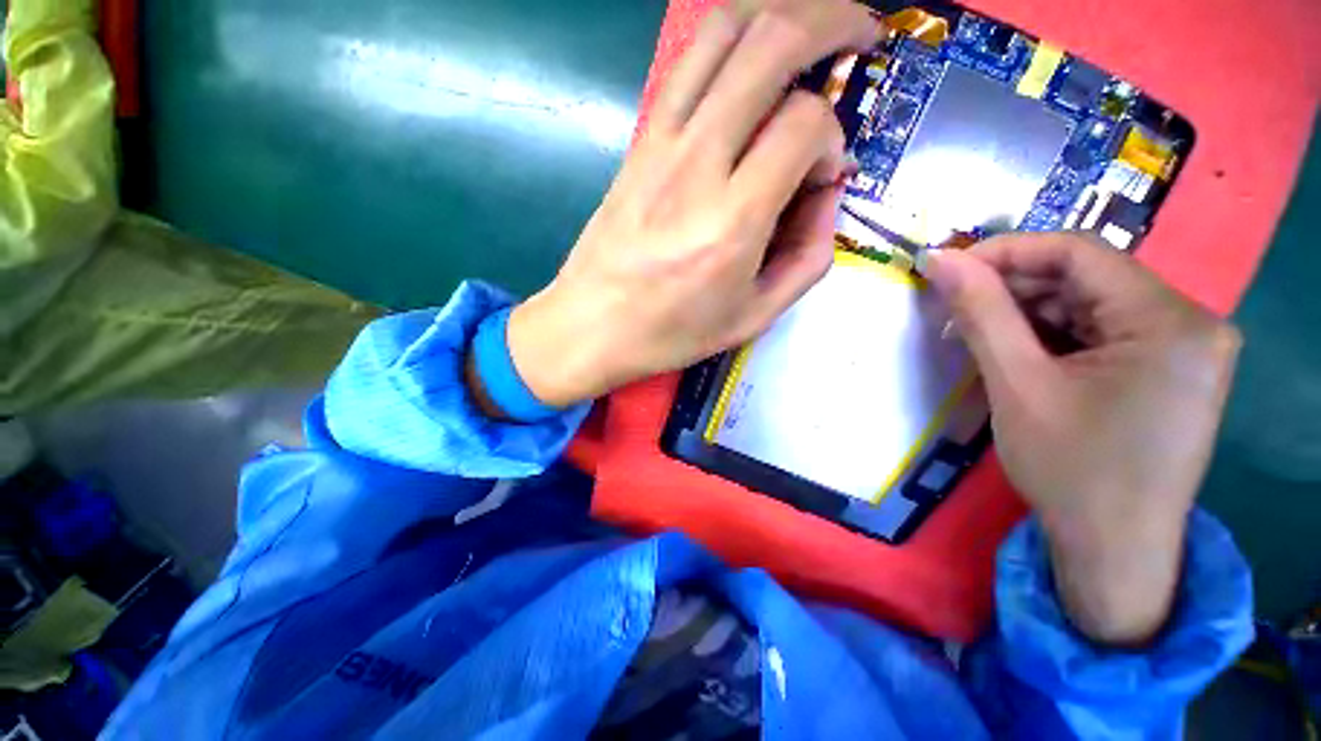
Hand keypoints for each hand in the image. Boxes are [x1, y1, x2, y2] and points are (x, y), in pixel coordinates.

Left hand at [497, 0, 882, 407]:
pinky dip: (730, 39)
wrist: (592, 326)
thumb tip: (826, 193)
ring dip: (779, 11)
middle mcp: (697, 164)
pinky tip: (751, 58)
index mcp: (732, 221)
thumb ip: (808, 257)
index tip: (823, 175)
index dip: (831, 138)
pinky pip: (687, 64)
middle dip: (831, 21)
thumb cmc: (672, 332)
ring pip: (723, 30)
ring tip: (812, 26)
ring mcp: (660, 144)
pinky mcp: (638, 142)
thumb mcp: (754, 316)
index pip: (803, 125)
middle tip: (861, 35)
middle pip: (771, 42)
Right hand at [924, 234, 1240, 645]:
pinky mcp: (1170, 370)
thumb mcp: (1016, 384)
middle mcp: (1191, 322)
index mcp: (1170, 321)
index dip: (1005, 253)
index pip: (1079, 253)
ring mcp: (1185, 348)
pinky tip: (1020, 356)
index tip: (948, 270)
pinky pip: (1103, 332)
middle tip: (955, 311)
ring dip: (1029, 315)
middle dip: (1014, 289)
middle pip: (1087, 279)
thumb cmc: (1070, 471)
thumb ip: (979, 312)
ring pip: (1091, 305)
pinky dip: (1054, 337)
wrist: (1113, 551)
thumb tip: (938, 259)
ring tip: (979, 337)